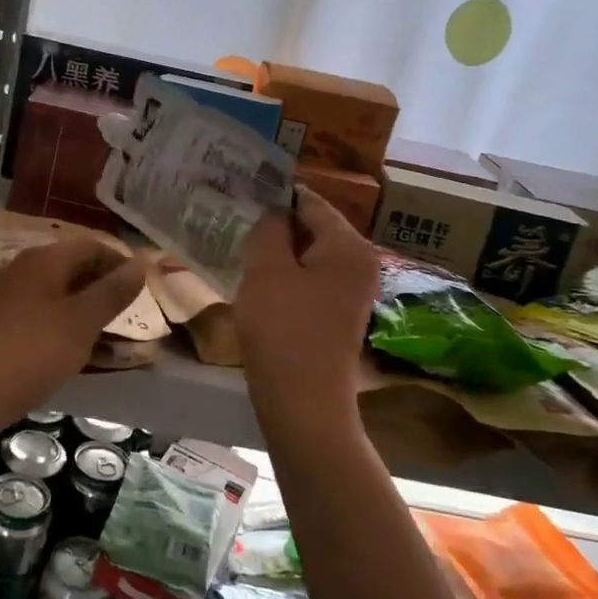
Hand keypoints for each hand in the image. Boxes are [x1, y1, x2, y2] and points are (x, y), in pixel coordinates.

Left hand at [0, 239, 145, 413]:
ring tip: (116, 338)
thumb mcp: (80, 322)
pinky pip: (44, 319)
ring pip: (60, 298)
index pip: (91, 246)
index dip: (121, 262)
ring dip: (89, 313)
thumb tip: (141, 263)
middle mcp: (23, 271)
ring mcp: (9, 300)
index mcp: (42, 260)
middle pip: (74, 270)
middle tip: (135, 314)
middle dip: (106, 289)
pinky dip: (68, 330)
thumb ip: (112, 292)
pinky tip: (82, 353)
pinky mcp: (1, 328)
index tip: (147, 287)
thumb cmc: (30, 352)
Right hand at [235, 188, 377, 435]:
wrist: (304, 404)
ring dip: (278, 253)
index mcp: (349, 246)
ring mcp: (353, 292)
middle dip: (277, 226)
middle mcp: (360, 263)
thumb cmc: (283, 330)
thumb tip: (275, 211)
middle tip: (236, 223)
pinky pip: (311, 282)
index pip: (311, 202)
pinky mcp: (339, 315)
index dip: (276, 196)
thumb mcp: (267, 270)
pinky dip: (287, 277)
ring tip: (242, 250)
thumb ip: (269, 229)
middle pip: (314, 228)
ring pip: (310, 257)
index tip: (241, 194)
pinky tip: (258, 284)